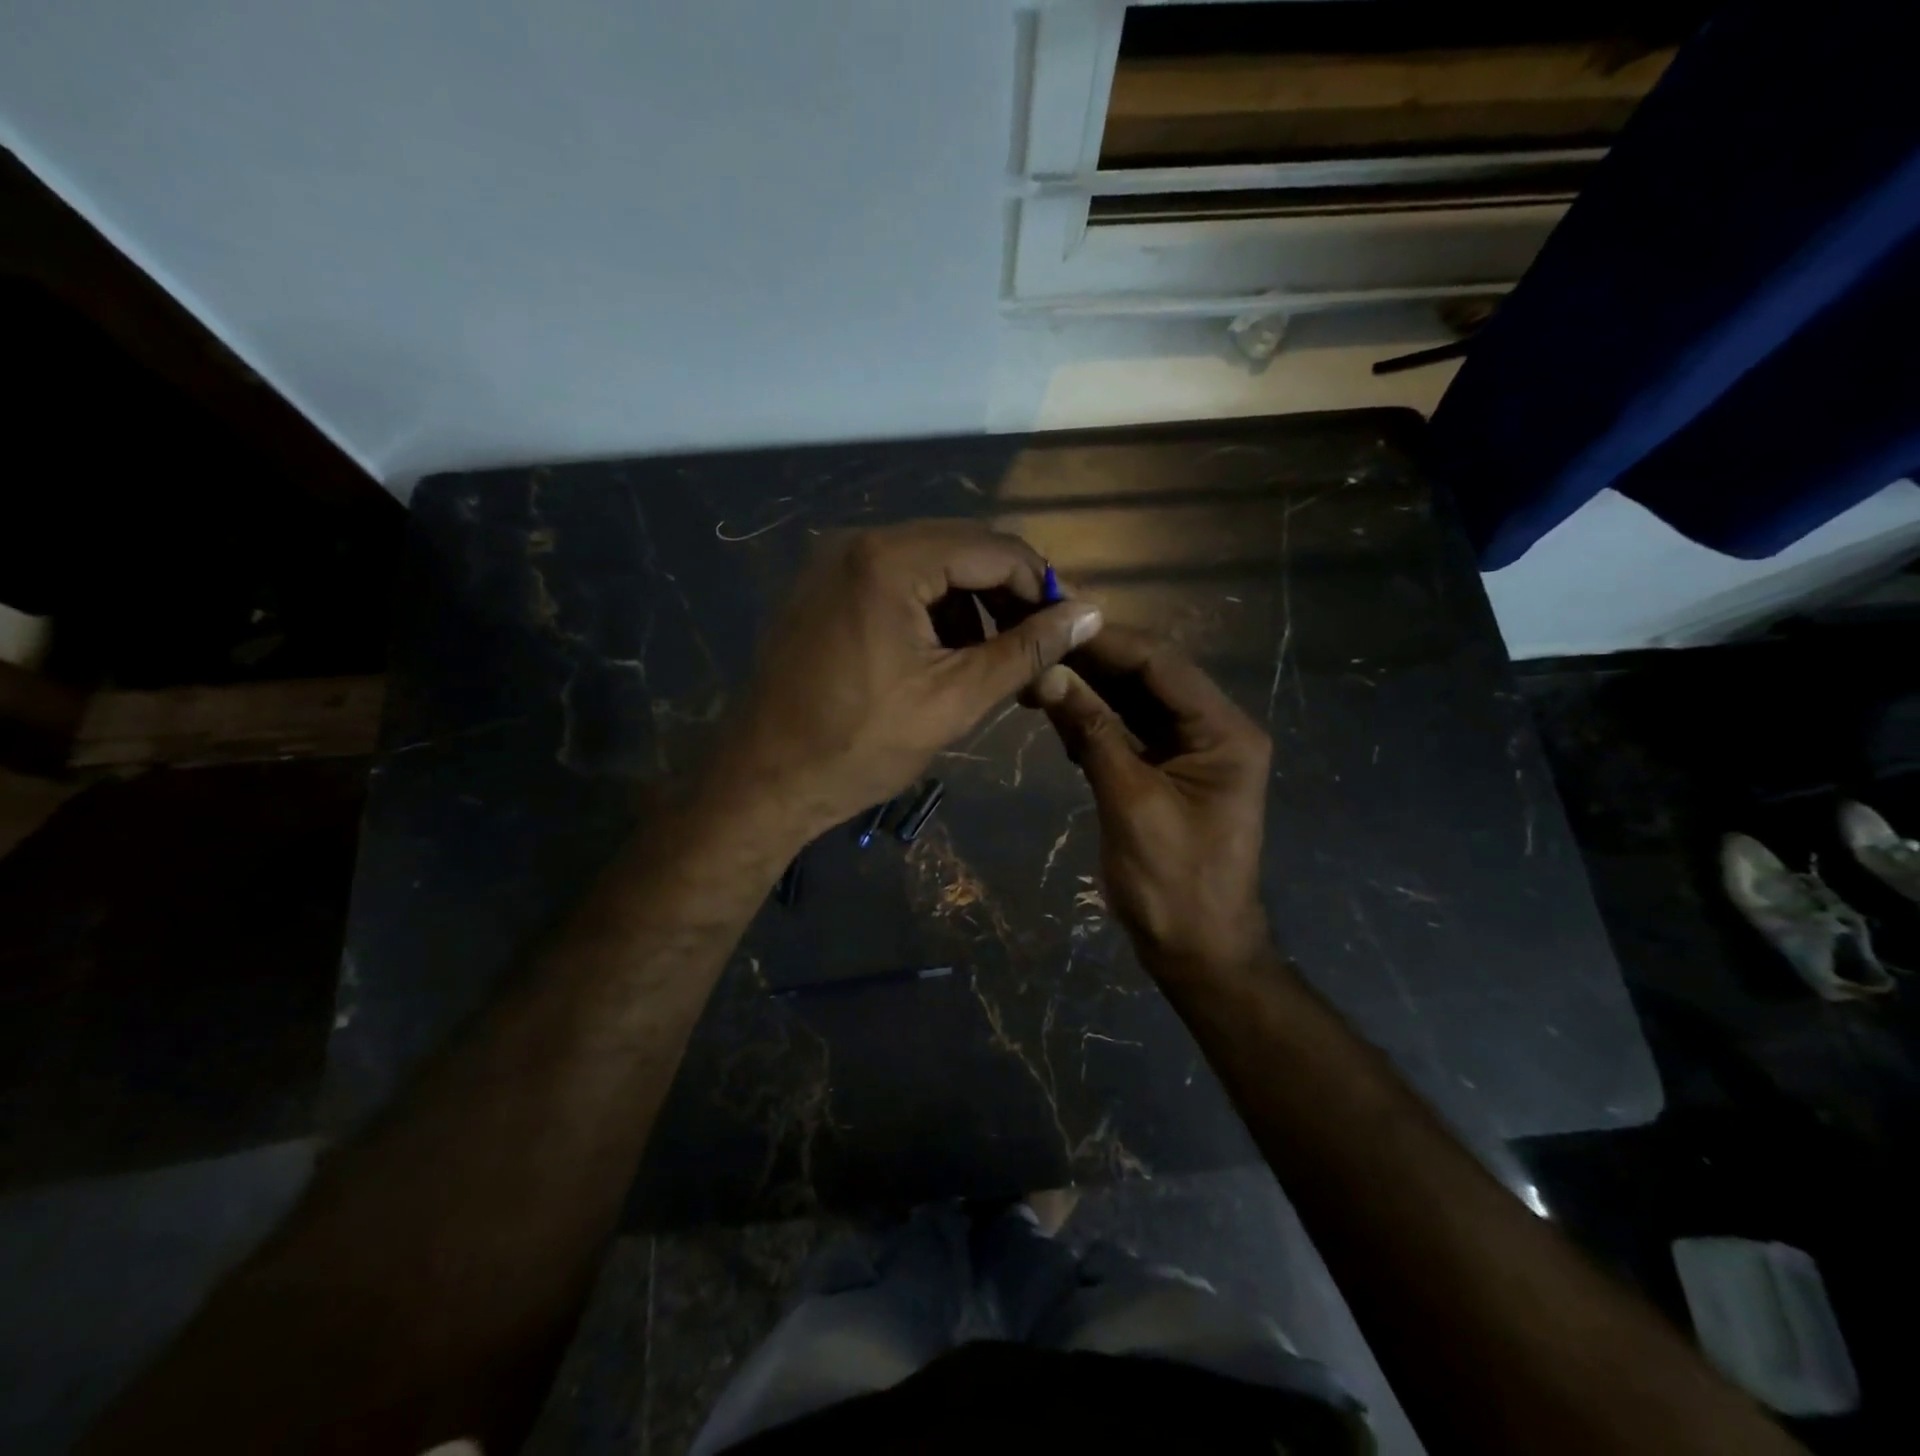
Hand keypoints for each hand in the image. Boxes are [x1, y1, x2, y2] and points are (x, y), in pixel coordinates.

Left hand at [723, 521, 1102, 843]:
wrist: (765, 780)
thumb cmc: (860, 746)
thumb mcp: (955, 699)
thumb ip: (1026, 651)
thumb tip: (1090, 614)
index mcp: (889, 561)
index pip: (995, 549)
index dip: (1043, 586)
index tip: (1074, 626)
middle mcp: (858, 541)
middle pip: (962, 549)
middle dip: (1008, 595)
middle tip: (1042, 643)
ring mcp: (833, 562)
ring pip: (931, 564)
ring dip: (972, 604)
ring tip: (997, 658)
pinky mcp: (823, 587)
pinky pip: (896, 581)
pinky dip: (932, 610)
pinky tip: (947, 654)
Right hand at [1033, 628, 1270, 977]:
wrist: (1198, 951)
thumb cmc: (1173, 882)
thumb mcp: (1130, 801)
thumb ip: (1092, 732)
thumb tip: (1049, 674)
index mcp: (1223, 732)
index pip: (1161, 665)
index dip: (1106, 640)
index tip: (1053, 620)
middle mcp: (1214, 730)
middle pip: (1149, 677)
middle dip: (1093, 660)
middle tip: (1036, 640)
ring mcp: (1191, 751)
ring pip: (1136, 702)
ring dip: (1089, 688)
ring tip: (1037, 669)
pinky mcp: (1169, 771)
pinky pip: (1130, 732)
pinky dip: (1095, 722)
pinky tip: (1058, 711)